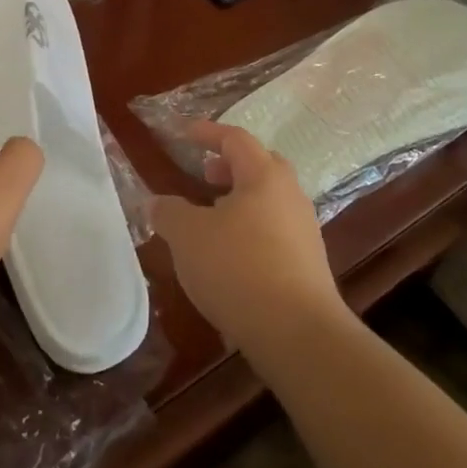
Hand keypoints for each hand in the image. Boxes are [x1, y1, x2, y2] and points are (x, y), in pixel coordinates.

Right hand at [152, 121, 345, 355]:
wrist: (299, 335)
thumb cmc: (238, 269)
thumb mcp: (188, 236)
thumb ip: (169, 212)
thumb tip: (158, 203)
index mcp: (264, 176)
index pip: (235, 139)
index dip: (208, 133)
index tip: (185, 133)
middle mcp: (290, 195)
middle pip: (260, 166)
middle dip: (229, 166)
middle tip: (204, 174)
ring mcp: (304, 231)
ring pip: (269, 201)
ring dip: (240, 200)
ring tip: (211, 218)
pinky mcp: (308, 265)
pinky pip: (275, 231)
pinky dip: (250, 230)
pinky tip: (230, 256)